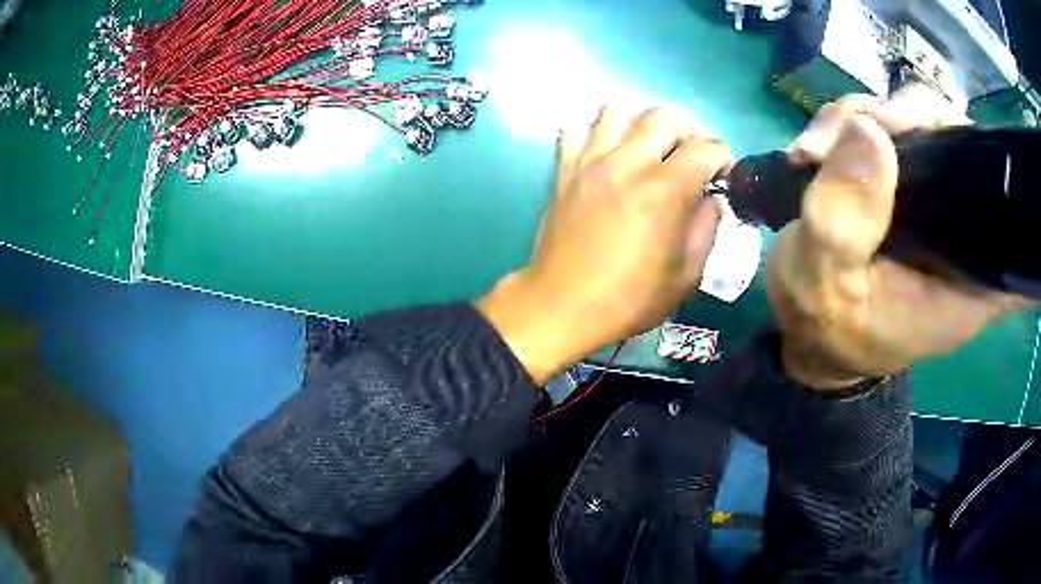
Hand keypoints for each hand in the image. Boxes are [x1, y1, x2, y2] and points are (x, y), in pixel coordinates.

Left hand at [477, 106, 730, 384]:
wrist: (563, 305)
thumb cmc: (628, 299)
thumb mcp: (686, 275)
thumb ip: (707, 228)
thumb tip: (711, 199)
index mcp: (664, 190)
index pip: (705, 147)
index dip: (722, 158)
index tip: (721, 177)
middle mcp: (628, 163)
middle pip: (664, 116)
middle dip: (688, 132)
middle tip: (689, 158)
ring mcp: (590, 161)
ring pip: (617, 110)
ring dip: (640, 122)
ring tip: (648, 147)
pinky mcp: (564, 169)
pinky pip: (575, 128)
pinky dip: (594, 131)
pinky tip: (605, 152)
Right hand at [768, 87, 1030, 389]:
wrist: (812, 333)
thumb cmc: (828, 331)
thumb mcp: (824, 289)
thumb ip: (844, 222)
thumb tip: (866, 128)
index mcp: (969, 278)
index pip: (1006, 205)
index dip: (977, 155)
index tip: (927, 139)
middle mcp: (966, 233)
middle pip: (957, 140)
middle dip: (903, 117)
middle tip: (852, 130)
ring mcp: (938, 203)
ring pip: (920, 122)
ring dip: (865, 118)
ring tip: (815, 151)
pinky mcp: (912, 185)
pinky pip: (892, 129)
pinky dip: (853, 125)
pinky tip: (819, 151)